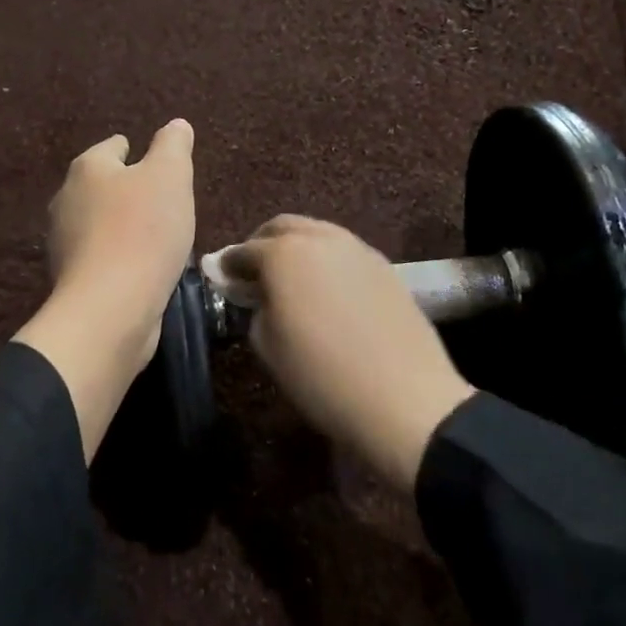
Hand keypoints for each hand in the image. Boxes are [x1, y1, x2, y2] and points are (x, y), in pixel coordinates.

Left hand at [14, 121, 195, 460]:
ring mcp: (65, 242)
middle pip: (102, 185)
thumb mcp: (170, 177)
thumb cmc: (143, 231)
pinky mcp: (73, 279)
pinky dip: (120, 256)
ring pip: (99, 222)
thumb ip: (173, 146)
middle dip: (128, 189)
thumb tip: (176, 124)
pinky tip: (143, 267)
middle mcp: (67, 199)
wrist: (111, 307)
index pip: (113, 147)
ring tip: (157, 235)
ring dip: (123, 225)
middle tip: (162, 199)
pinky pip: (101, 256)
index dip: (135, 150)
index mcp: (87, 168)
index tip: (155, 162)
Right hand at [215, 216, 473, 490]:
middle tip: (254, 273)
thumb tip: (259, 296)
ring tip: (291, 281)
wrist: (404, 398)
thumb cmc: (321, 376)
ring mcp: (356, 248)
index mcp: (283, 254)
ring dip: (297, 248)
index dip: (228, 265)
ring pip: (316, 234)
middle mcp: (319, 238)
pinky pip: (343, 251)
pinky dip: (325, 260)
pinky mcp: (383, 265)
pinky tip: (325, 290)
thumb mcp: (268, 346)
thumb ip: (255, 309)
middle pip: (282, 227)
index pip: (244, 251)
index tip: (220, 279)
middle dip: (263, 245)